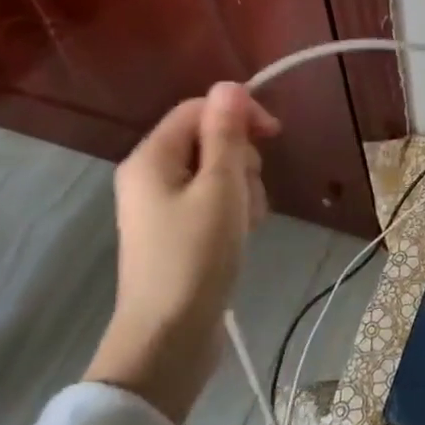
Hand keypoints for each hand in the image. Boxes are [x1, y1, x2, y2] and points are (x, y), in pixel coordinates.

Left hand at [85, 84, 280, 422]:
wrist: (169, 339)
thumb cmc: (196, 255)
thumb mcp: (221, 187)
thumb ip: (226, 133)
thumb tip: (229, 85)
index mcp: (152, 158)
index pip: (199, 109)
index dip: (238, 113)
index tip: (274, 135)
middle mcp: (150, 176)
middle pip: (209, 140)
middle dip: (241, 158)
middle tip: (249, 191)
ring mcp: (161, 207)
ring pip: (217, 171)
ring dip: (243, 187)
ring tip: (247, 221)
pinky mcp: (176, 232)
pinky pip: (213, 201)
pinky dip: (234, 210)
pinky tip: (242, 234)